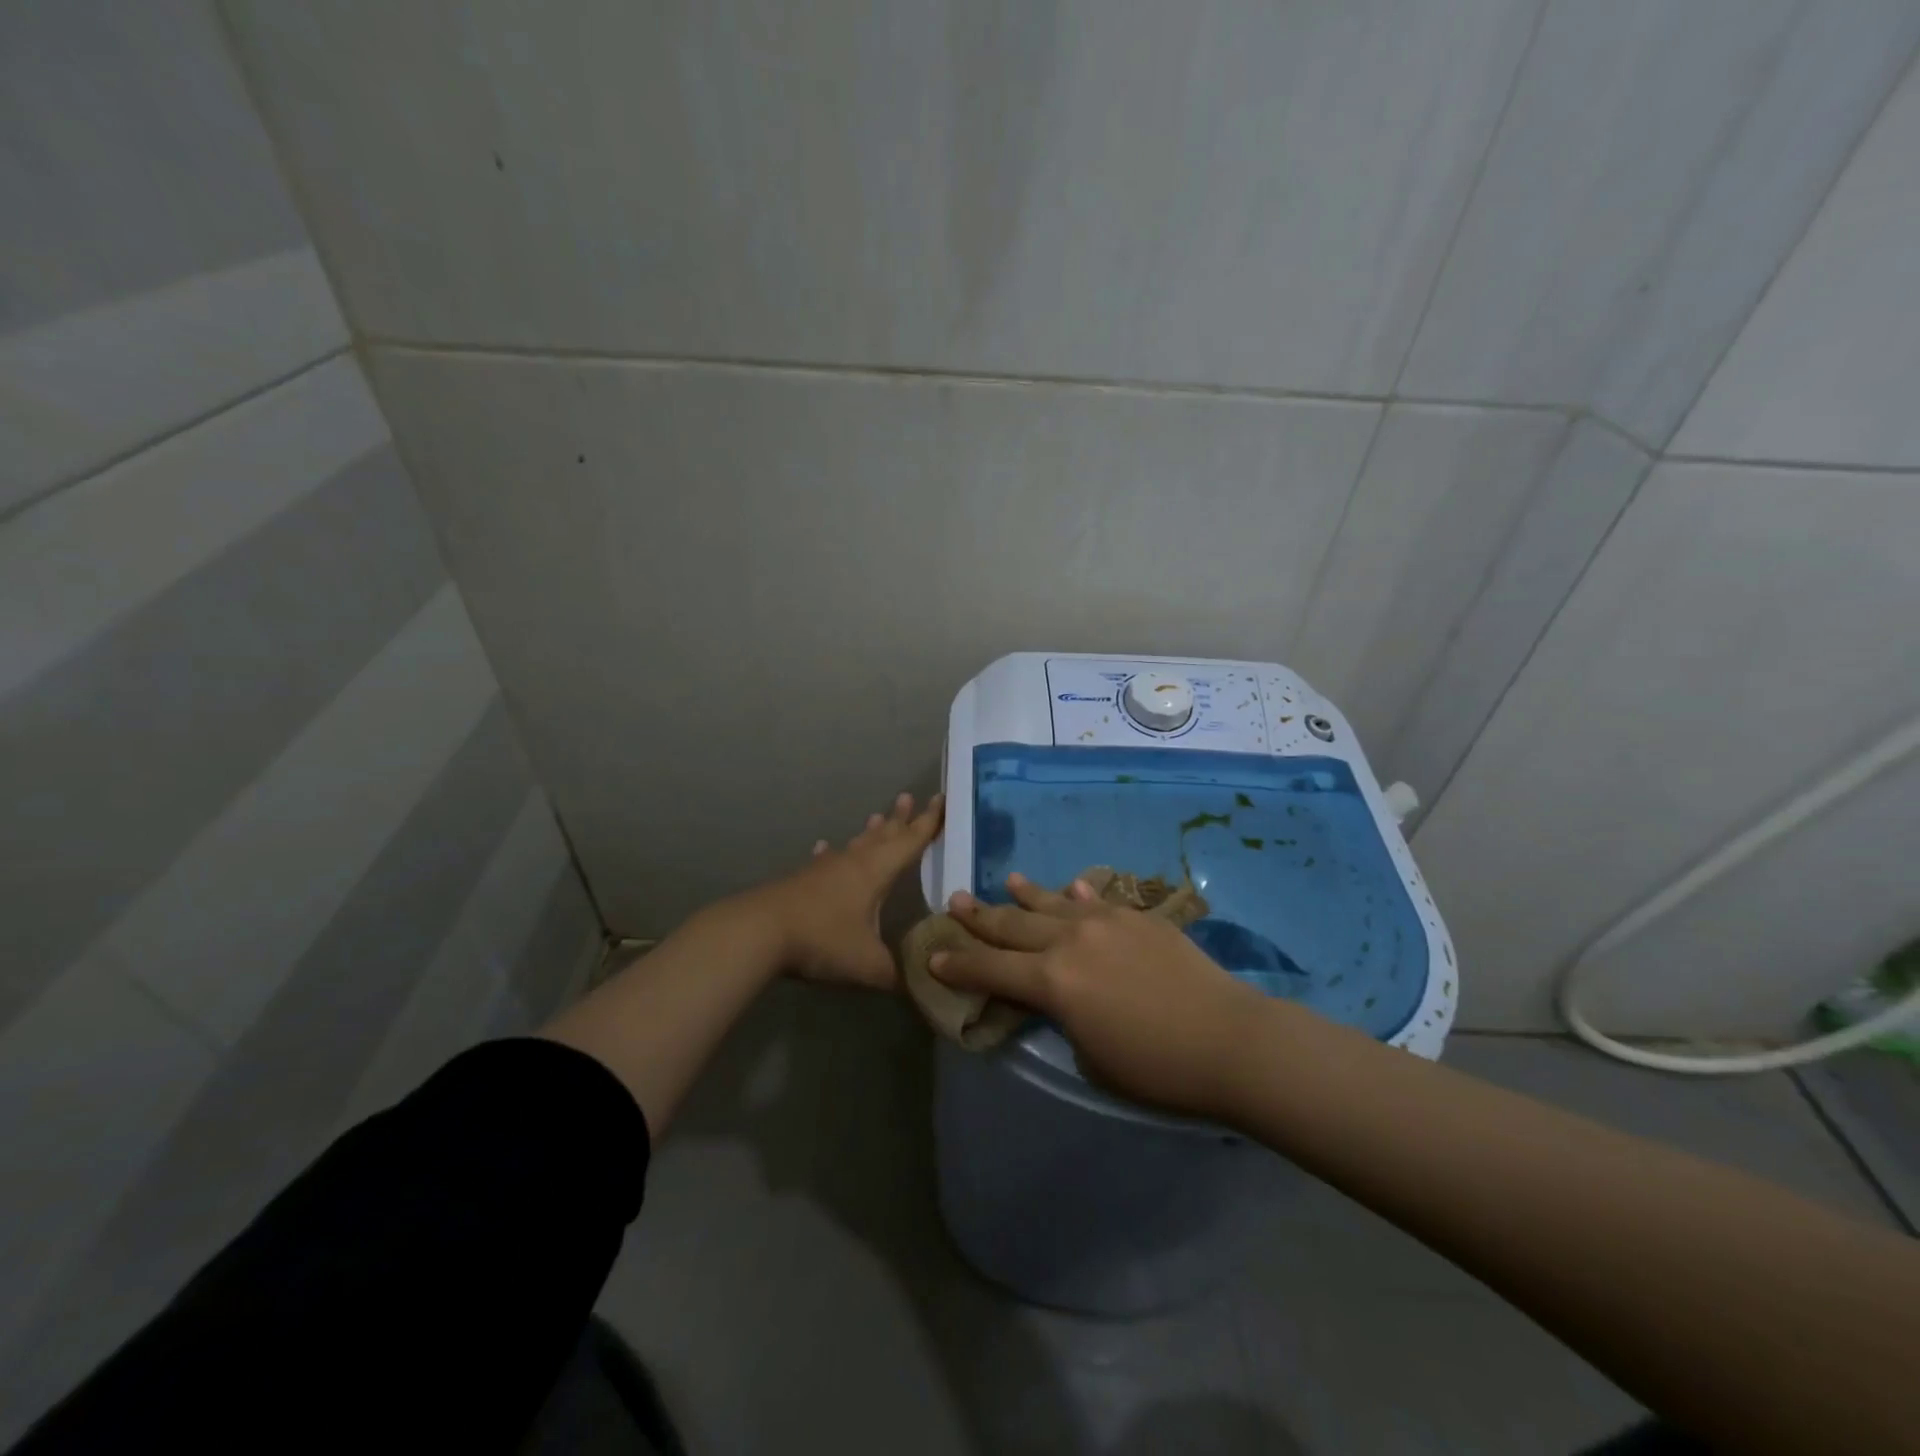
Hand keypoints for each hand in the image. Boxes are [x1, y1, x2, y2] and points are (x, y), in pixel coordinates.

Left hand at [732, 792, 943, 988]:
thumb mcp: (868, 965)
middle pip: (882, 835)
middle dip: (900, 819)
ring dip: (868, 832)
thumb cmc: (823, 940)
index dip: (928, 822)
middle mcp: (852, 863)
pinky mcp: (801, 881)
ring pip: (854, 844)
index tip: (941, 799)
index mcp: (876, 872)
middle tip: (910, 797)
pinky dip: (829, 854)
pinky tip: (824, 848)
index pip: (910, 841)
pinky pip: (823, 861)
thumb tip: (918, 984)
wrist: (760, 933)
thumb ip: (896, 974)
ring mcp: (824, 870)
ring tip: (878, 816)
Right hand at [931, 872, 1271, 1118]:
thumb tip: (1056, 994)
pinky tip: (1070, 888)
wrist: (1229, 1039)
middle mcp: (1071, 941)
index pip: (990, 970)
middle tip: (954, 902)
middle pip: (1013, 925)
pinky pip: (1097, 902)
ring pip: (1053, 904)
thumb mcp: (1089, 1058)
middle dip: (979, 918)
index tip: (933, 955)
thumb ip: (1061, 1018)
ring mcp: (1107, 921)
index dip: (958, 965)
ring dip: (1024, 895)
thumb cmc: (1156, 1069)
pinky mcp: (1139, 917)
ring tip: (1004, 882)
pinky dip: (1077, 897)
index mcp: (1052, 982)